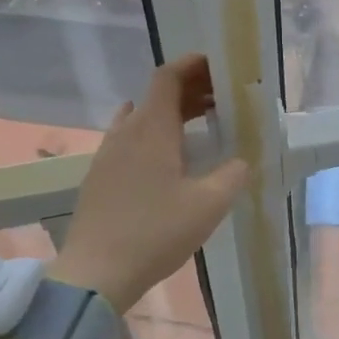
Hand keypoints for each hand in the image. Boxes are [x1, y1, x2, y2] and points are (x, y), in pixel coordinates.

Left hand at [48, 54, 249, 312]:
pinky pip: (129, 138)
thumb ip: (232, 175)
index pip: (167, 77)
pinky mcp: (100, 176)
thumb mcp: (208, 206)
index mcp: (151, 129)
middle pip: (156, 95)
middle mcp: (126, 132)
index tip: (217, 66)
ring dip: (171, 112)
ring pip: (141, 117)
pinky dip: (154, 133)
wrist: (96, 272)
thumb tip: (242, 160)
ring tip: (199, 125)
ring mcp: (107, 154)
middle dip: (190, 90)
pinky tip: (166, 156)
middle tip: (221, 99)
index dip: (192, 65)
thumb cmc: (155, 233)